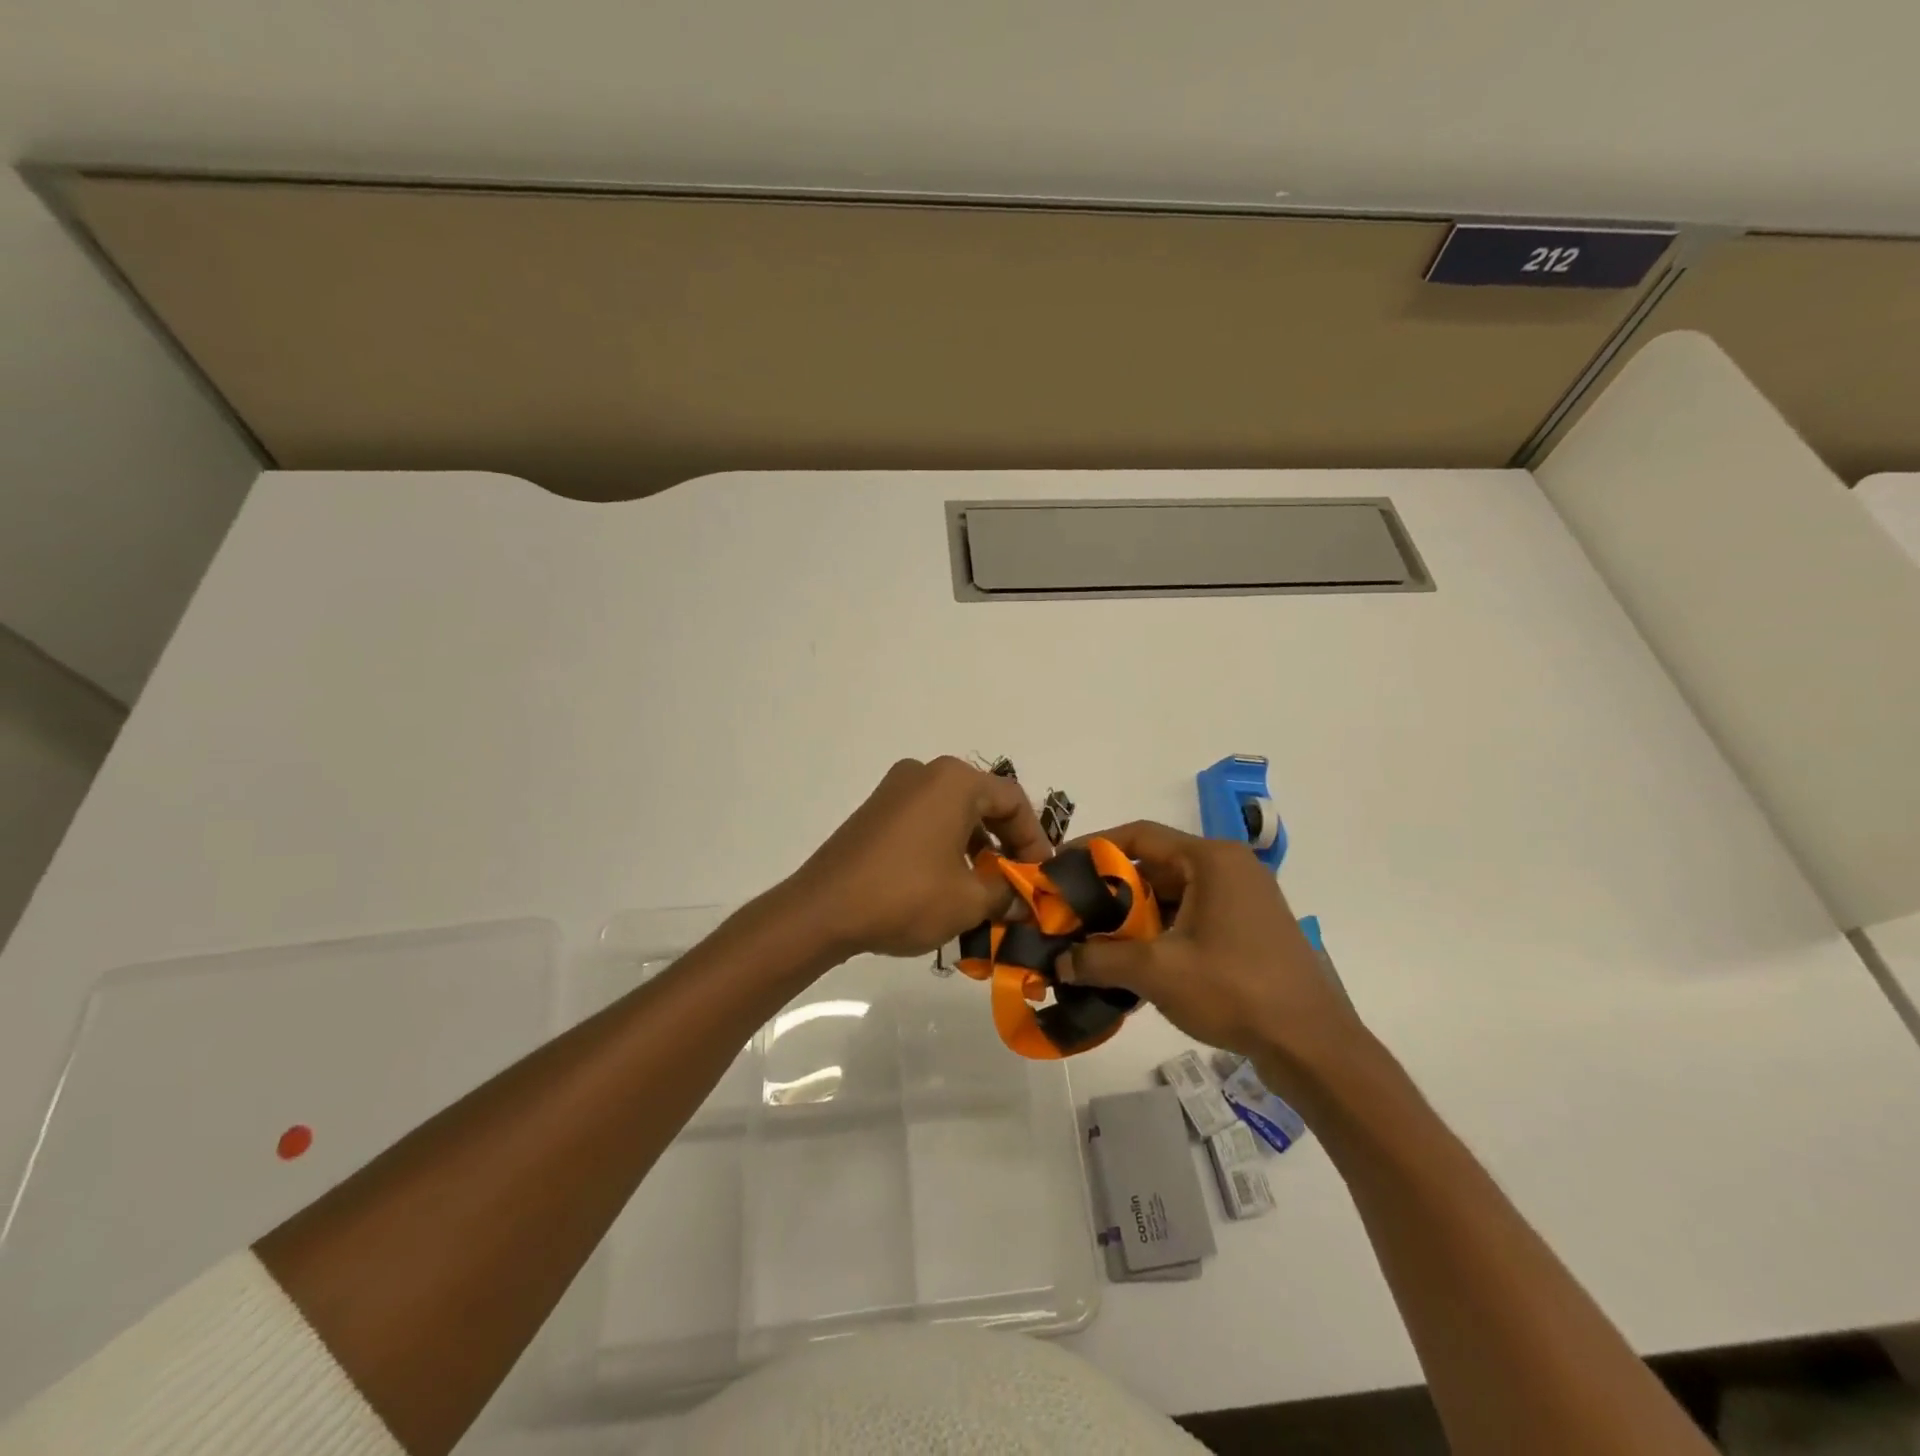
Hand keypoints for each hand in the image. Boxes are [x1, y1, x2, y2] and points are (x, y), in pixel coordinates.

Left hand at [786, 757, 1052, 958]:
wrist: (822, 910)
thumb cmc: (905, 896)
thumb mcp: (969, 901)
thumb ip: (1007, 894)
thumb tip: (1025, 900)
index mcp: (954, 781)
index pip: (1014, 801)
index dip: (1034, 840)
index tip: (1040, 876)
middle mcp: (926, 773)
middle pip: (983, 803)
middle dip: (1004, 845)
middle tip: (1015, 883)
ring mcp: (895, 789)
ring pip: (953, 813)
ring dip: (975, 848)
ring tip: (982, 890)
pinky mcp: (875, 811)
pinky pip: (925, 820)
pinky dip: (945, 846)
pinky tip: (946, 884)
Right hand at [1058, 821, 1363, 1073]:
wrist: (1314, 1046)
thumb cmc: (1235, 990)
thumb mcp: (1158, 972)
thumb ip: (1101, 960)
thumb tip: (1060, 962)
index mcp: (1211, 859)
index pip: (1139, 836)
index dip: (1094, 848)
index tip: (1059, 868)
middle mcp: (1229, 867)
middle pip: (1155, 866)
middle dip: (1112, 891)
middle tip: (1075, 913)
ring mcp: (1244, 899)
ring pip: (1173, 895)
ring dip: (1136, 917)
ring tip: (1098, 942)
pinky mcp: (1250, 929)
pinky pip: (1193, 916)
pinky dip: (1162, 932)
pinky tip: (1137, 963)